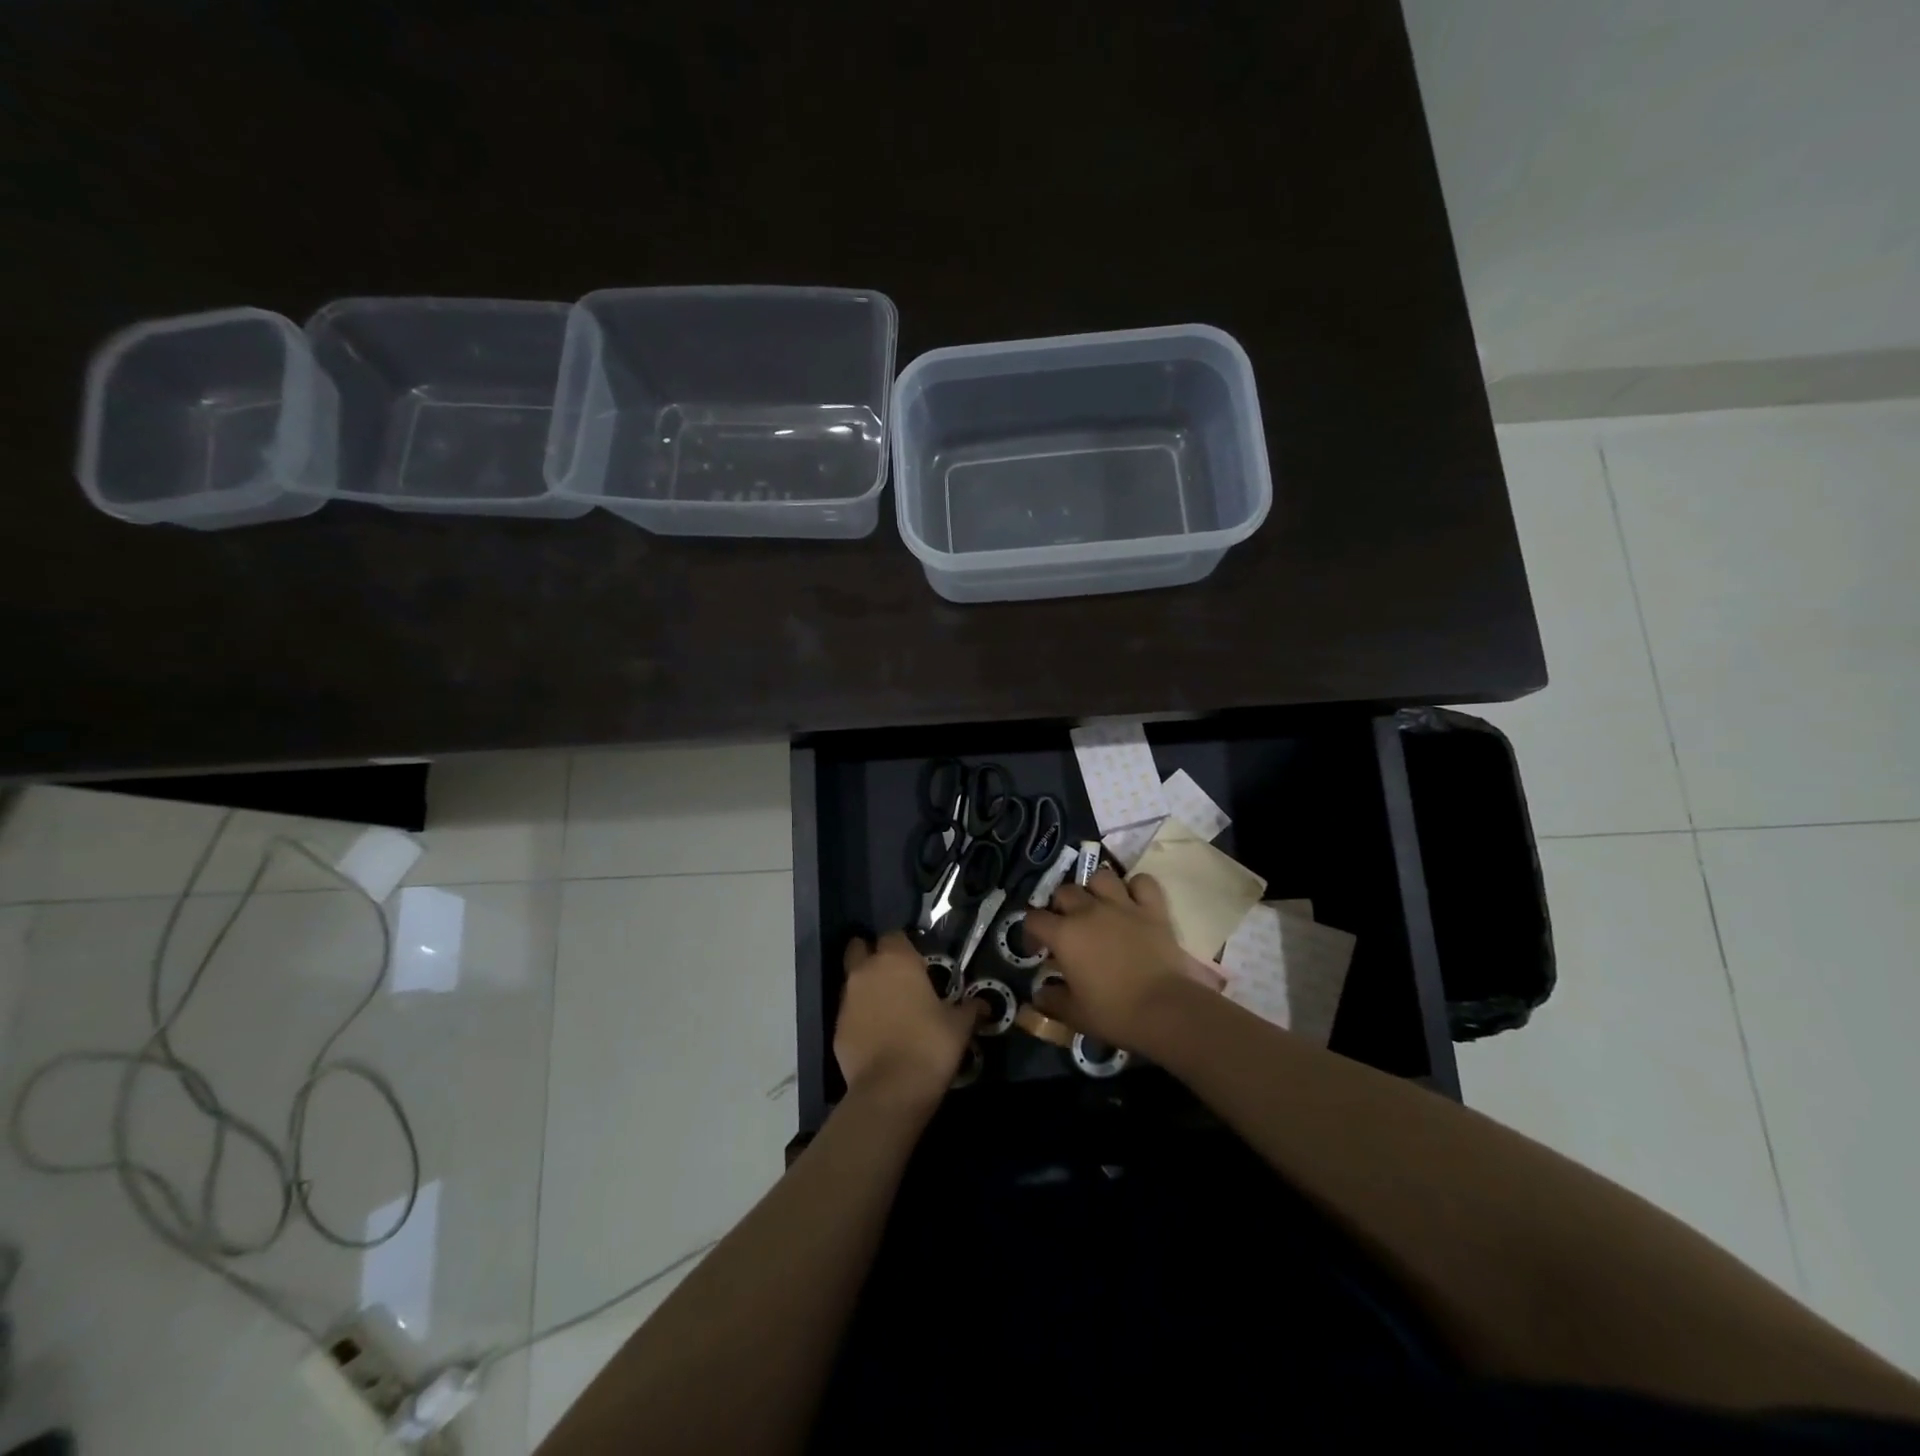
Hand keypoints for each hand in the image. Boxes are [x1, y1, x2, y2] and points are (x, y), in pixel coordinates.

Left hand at [835, 931, 982, 1109]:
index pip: (894, 935)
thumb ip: (969, 1008)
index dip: (904, 945)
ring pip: (851, 980)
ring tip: (885, 1006)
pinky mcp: (836, 1027)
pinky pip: (848, 1011)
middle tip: (892, 974)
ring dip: (864, 986)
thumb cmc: (930, 1045)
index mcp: (897, 960)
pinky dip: (859, 1015)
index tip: (917, 960)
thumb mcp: (959, 1025)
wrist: (891, 1090)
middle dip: (871, 954)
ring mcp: (846, 999)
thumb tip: (984, 1005)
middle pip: (859, 948)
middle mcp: (866, 971)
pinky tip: (875, 1033)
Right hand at [1022, 867, 1187, 1046]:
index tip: (1039, 950)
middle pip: (1065, 892)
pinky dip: (1136, 888)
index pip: (1034, 919)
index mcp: (1064, 934)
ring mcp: (1122, 905)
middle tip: (1068, 928)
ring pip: (1101, 877)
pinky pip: (1142, 882)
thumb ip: (1051, 1000)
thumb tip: (1040, 993)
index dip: (1031, 932)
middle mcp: (1089, 911)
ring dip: (1096, 889)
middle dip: (1061, 907)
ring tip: (1099, 906)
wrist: (1164, 1010)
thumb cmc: (1114, 1012)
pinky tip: (1134, 901)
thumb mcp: (1074, 1014)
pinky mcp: (1153, 909)